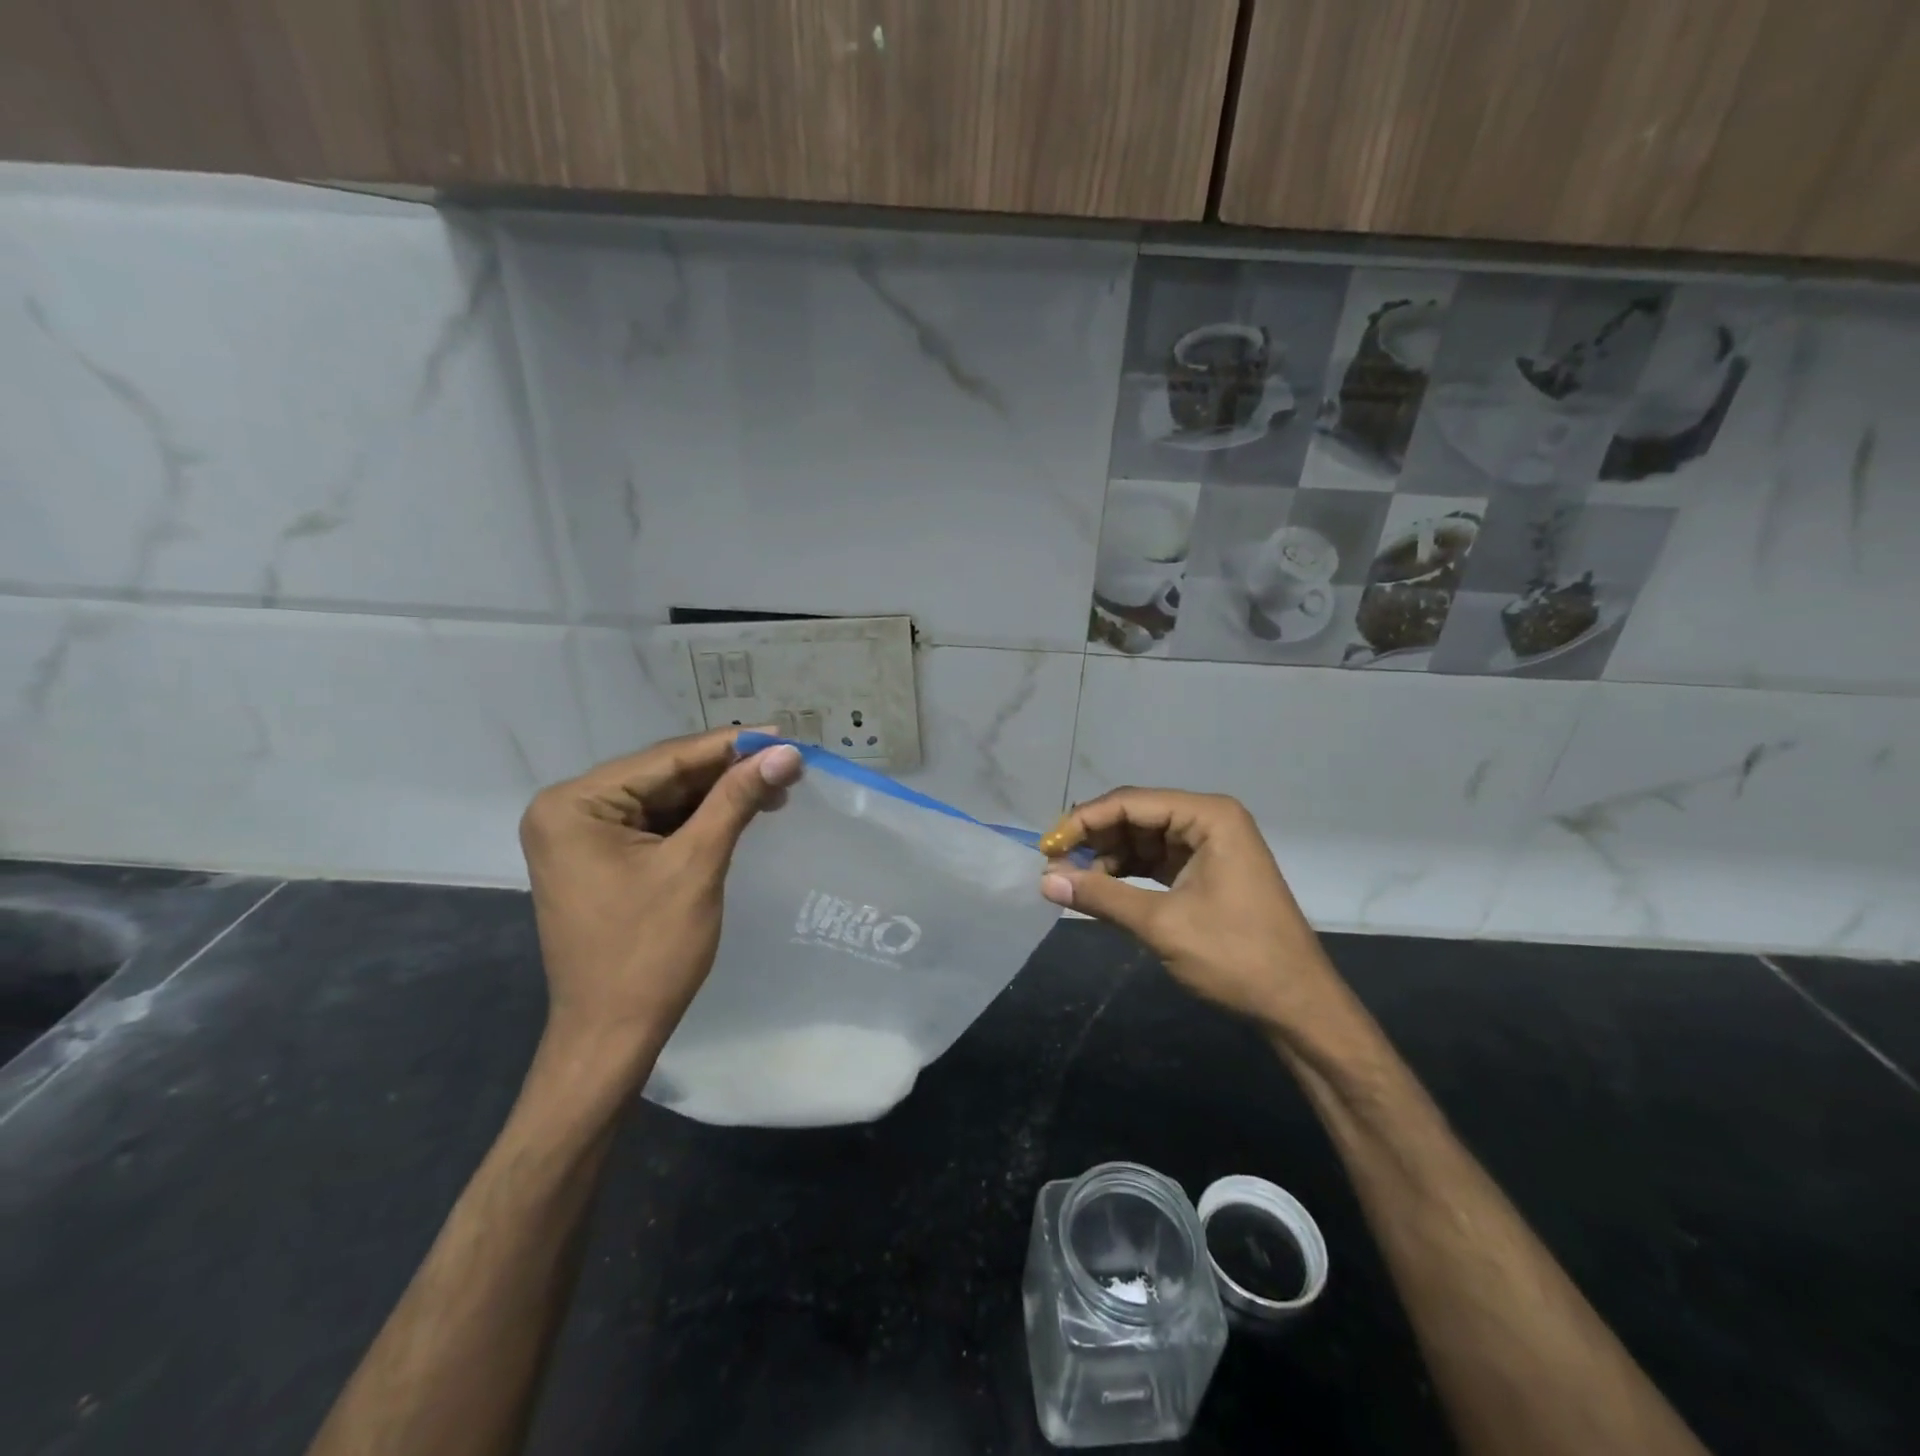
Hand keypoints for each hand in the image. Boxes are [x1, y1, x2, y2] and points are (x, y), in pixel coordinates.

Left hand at [519, 727, 802, 1067]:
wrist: (611, 1035)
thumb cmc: (649, 952)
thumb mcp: (697, 865)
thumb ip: (737, 799)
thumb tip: (786, 752)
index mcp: (575, 804)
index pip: (666, 758)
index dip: (731, 745)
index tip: (785, 736)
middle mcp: (569, 809)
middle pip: (664, 775)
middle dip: (727, 772)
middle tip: (788, 765)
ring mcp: (582, 835)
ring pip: (665, 798)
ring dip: (719, 795)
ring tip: (776, 789)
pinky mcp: (600, 858)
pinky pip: (657, 824)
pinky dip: (700, 820)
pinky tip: (741, 812)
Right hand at [1037, 788, 1341, 1037]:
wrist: (1298, 1005)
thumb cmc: (1236, 957)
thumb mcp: (1162, 924)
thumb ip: (1101, 896)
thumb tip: (1045, 880)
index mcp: (1208, 816)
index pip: (1130, 803)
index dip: (1083, 821)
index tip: (1047, 848)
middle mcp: (1208, 820)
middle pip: (1135, 816)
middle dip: (1094, 839)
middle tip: (1055, 867)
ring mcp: (1209, 846)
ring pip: (1142, 839)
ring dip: (1107, 858)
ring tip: (1071, 881)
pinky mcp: (1206, 872)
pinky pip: (1155, 861)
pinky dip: (1127, 874)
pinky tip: (1100, 889)